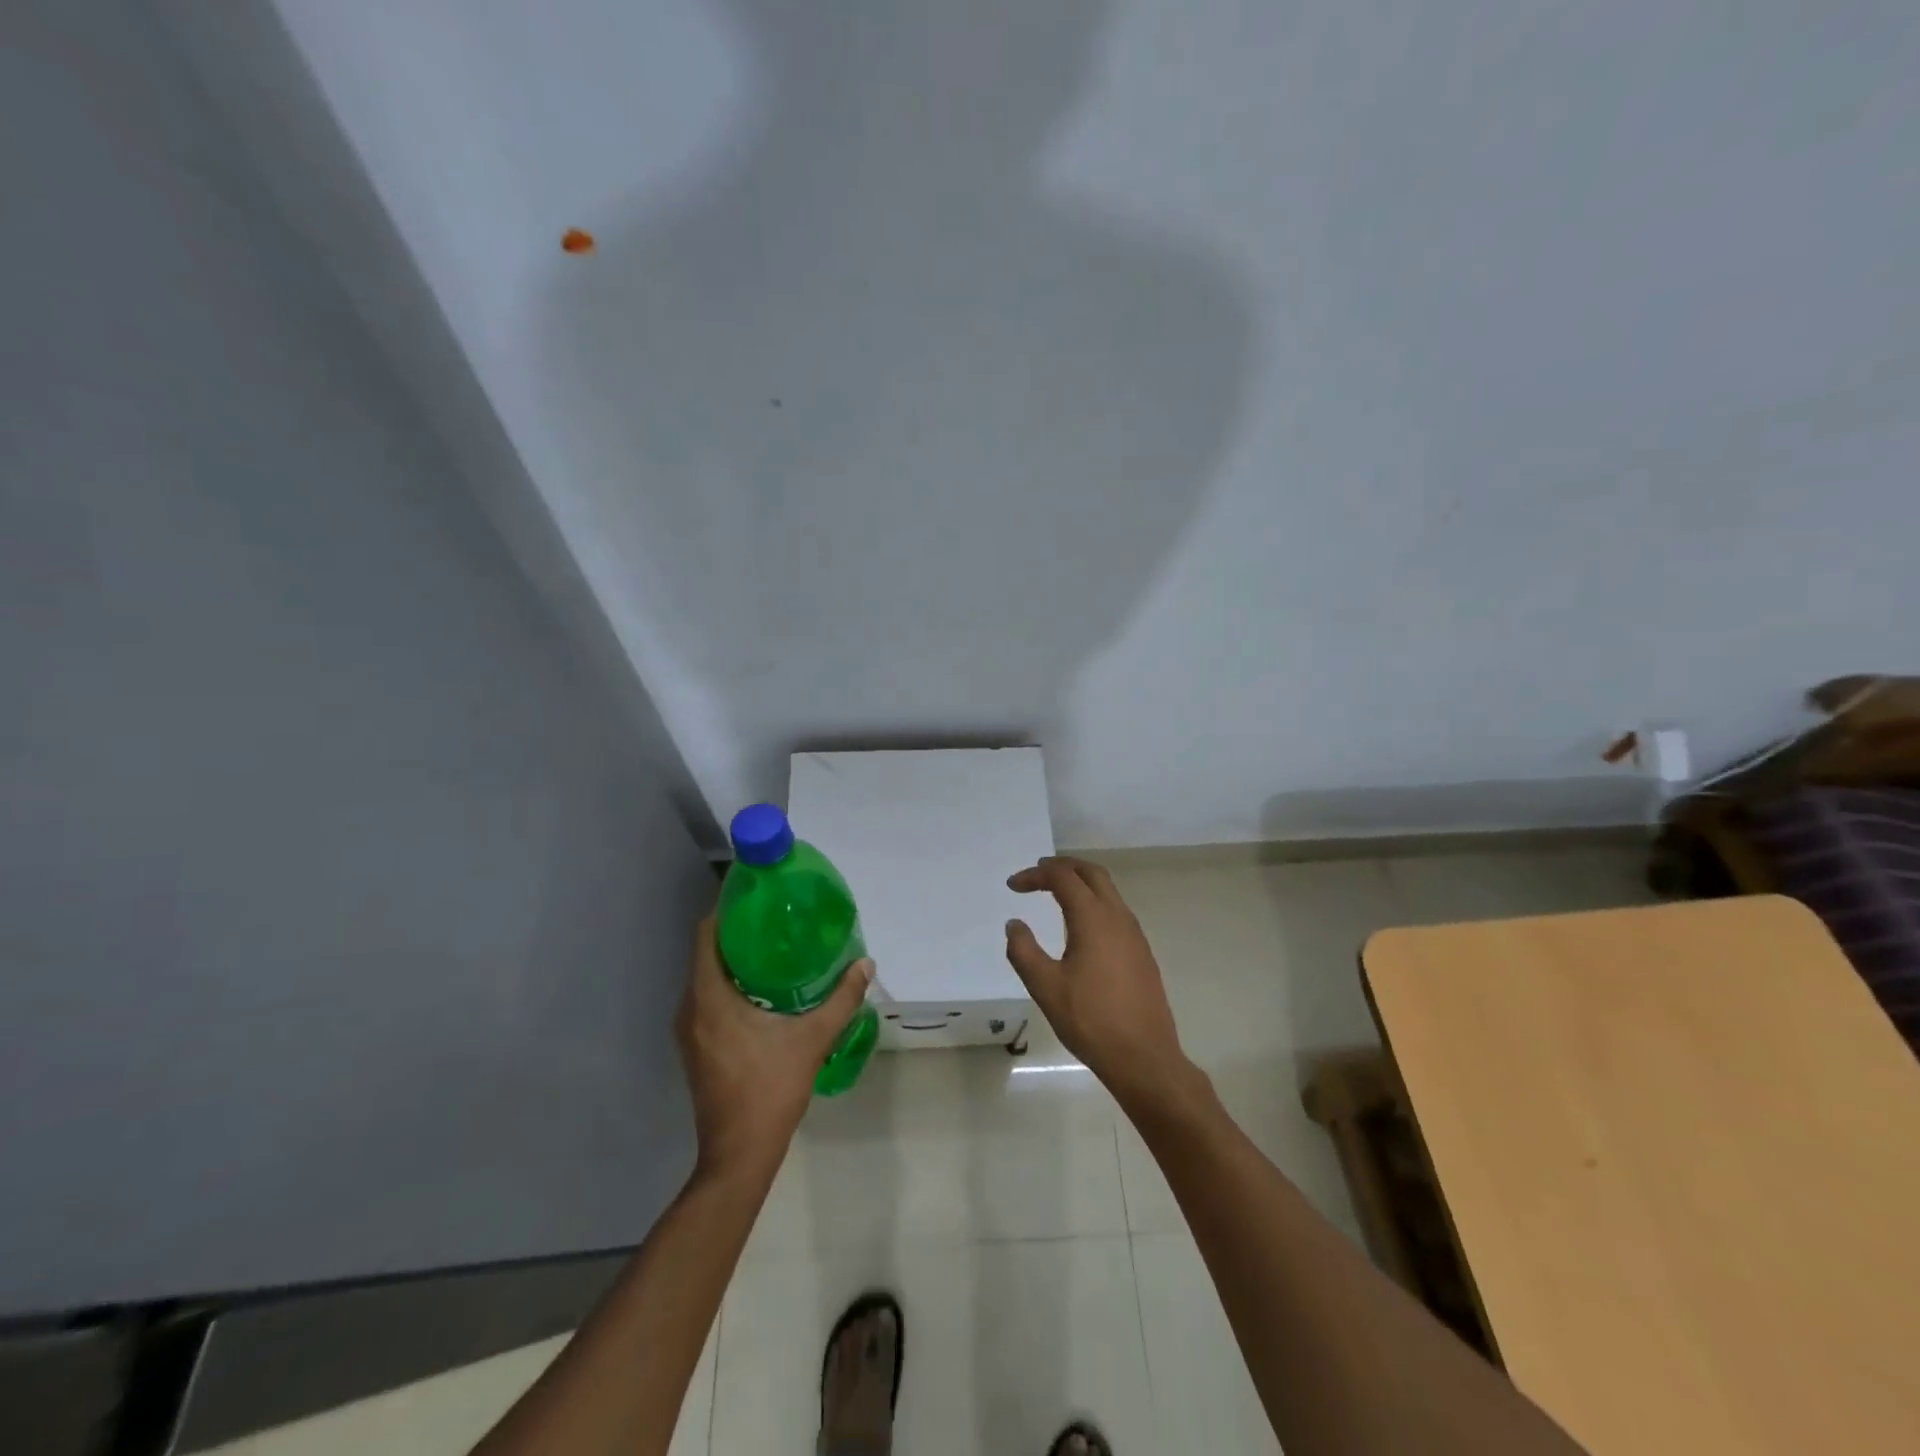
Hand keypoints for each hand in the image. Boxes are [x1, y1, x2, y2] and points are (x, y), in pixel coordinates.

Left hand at [675, 913, 873, 1180]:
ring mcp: (688, 1031)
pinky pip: (707, 999)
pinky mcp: (695, 1047)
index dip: (727, 909)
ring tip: (774, 948)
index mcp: (709, 997)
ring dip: (734, 960)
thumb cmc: (770, 1090)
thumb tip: (866, 964)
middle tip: (776, 918)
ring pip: (706, 978)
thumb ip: (841, 998)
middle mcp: (690, 1008)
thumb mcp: (812, 1039)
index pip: (706, 935)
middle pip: (706, 953)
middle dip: (738, 932)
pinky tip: (763, 989)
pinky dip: (729, 984)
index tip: (757, 895)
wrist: (738, 1155)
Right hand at [1004, 856, 1189, 1104]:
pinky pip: (1116, 910)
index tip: (1012, 886)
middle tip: (1037, 873)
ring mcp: (1134, 934)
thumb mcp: (1045, 987)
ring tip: (1055, 893)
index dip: (1035, 875)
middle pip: (1091, 873)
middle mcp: (1118, 917)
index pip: (1062, 878)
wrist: (1144, 1057)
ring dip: (1080, 883)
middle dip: (1062, 866)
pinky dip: (1094, 902)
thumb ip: (1023, 951)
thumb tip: (1015, 924)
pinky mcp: (1141, 952)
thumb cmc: (1090, 1020)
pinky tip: (1080, 926)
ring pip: (1107, 890)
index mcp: (1093, 918)